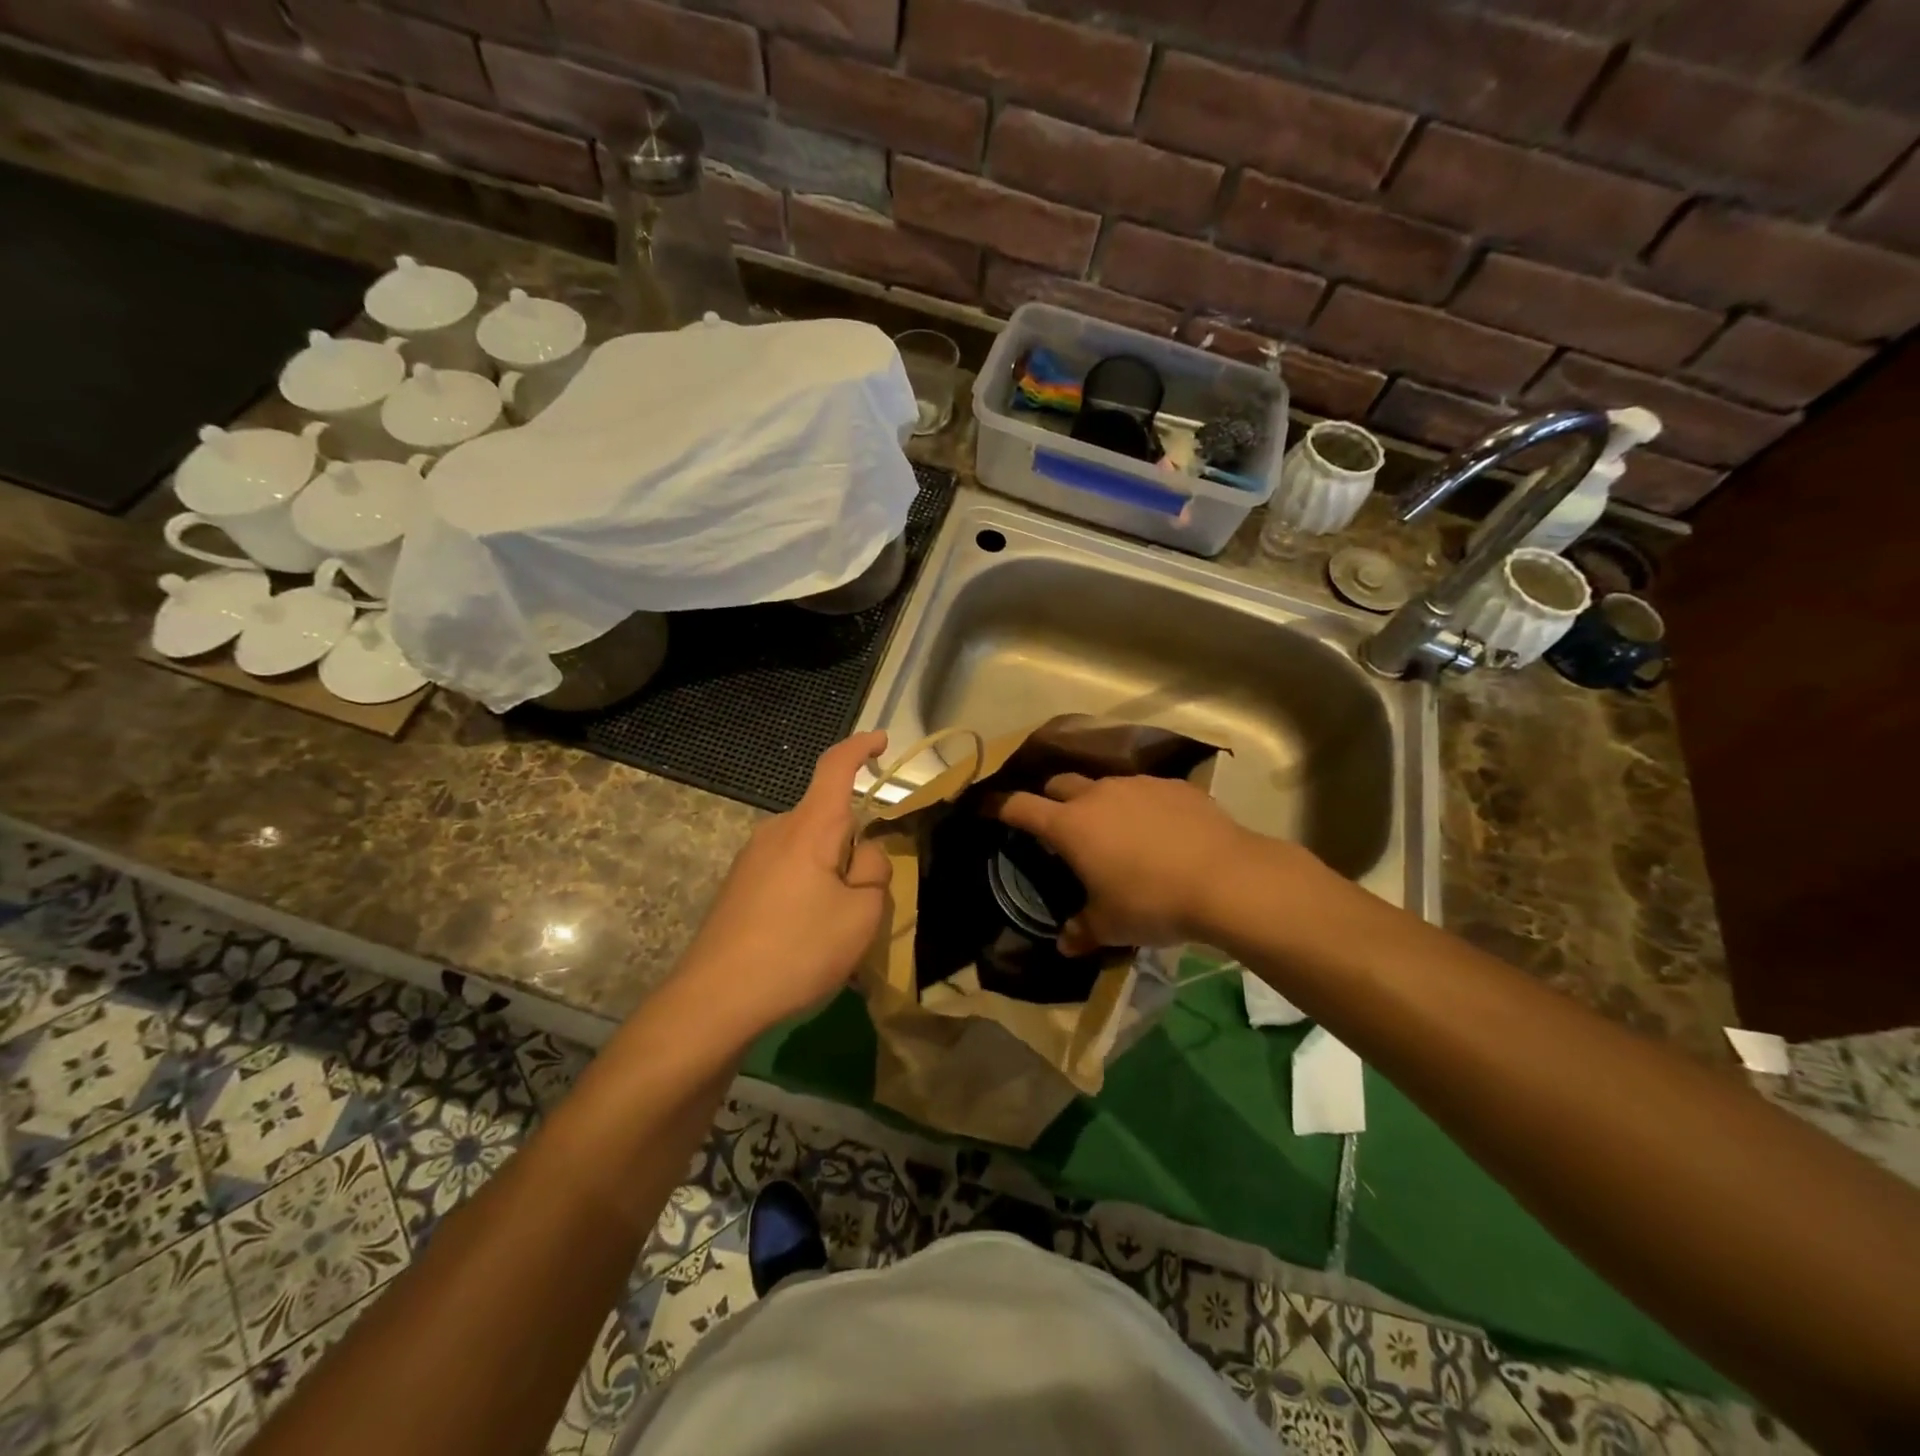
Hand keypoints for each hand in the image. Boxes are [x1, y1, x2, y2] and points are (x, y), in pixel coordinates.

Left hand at [678, 731, 890, 1035]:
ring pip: (810, 850)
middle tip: (866, 903)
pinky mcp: (739, 885)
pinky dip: (808, 891)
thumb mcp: (861, 916)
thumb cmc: (797, 950)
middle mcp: (777, 831)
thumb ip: (875, 873)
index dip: (861, 748)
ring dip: (831, 875)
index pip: (836, 767)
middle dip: (855, 848)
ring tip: (833, 931)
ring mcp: (753, 858)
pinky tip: (803, 939)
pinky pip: (789, 871)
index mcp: (810, 827)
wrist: (714, 999)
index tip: (881, 741)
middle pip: (829, 820)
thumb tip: (865, 855)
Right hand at [995, 773, 1257, 955]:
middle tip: (1058, 826)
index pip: (1020, 807)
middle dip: (1051, 799)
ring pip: (1104, 785)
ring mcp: (1137, 785)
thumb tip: (1066, 943)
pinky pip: (1144, 791)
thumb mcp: (1111, 926)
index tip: (988, 807)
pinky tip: (1159, 831)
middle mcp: (1097, 795)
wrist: (1226, 879)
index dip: (1000, 807)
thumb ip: (1082, 930)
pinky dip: (1139, 806)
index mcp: (1070, 826)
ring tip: (1114, 832)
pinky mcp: (1173, 786)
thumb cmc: (1152, 902)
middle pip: (1060, 784)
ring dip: (1098, 803)